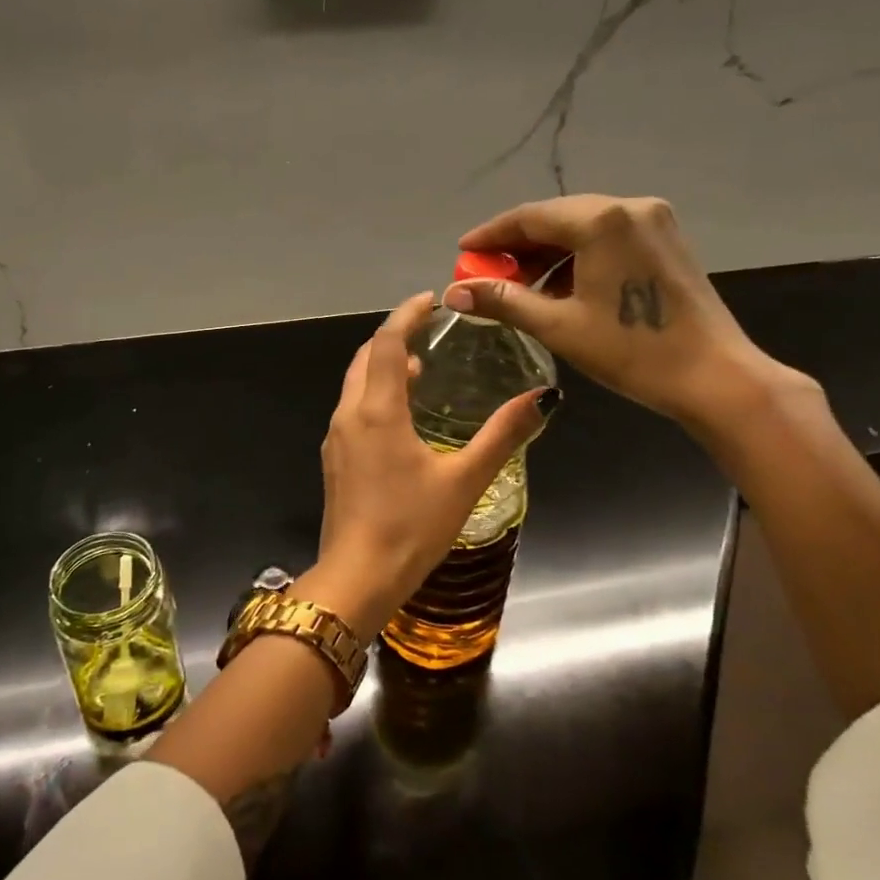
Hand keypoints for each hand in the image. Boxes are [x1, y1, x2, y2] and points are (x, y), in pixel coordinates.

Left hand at [305, 292, 552, 638]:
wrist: (357, 579)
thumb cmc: (411, 528)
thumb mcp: (464, 480)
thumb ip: (503, 436)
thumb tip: (543, 399)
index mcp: (377, 411)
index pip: (386, 343)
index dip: (406, 315)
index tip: (431, 299)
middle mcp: (349, 415)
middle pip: (365, 358)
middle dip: (394, 336)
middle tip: (429, 327)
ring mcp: (337, 439)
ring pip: (356, 384)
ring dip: (383, 366)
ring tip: (422, 365)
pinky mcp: (336, 460)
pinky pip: (354, 409)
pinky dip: (376, 393)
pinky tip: (403, 413)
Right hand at [445, 195, 799, 426]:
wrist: (714, 376)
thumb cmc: (632, 351)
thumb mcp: (559, 326)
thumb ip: (503, 301)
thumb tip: (454, 293)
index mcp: (602, 220)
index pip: (530, 217)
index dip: (491, 235)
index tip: (462, 253)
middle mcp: (629, 207)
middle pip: (557, 218)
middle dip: (518, 246)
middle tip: (488, 275)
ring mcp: (654, 220)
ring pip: (583, 227)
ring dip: (548, 254)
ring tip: (521, 288)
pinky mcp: (667, 239)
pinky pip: (608, 237)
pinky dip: (578, 257)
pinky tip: (561, 287)